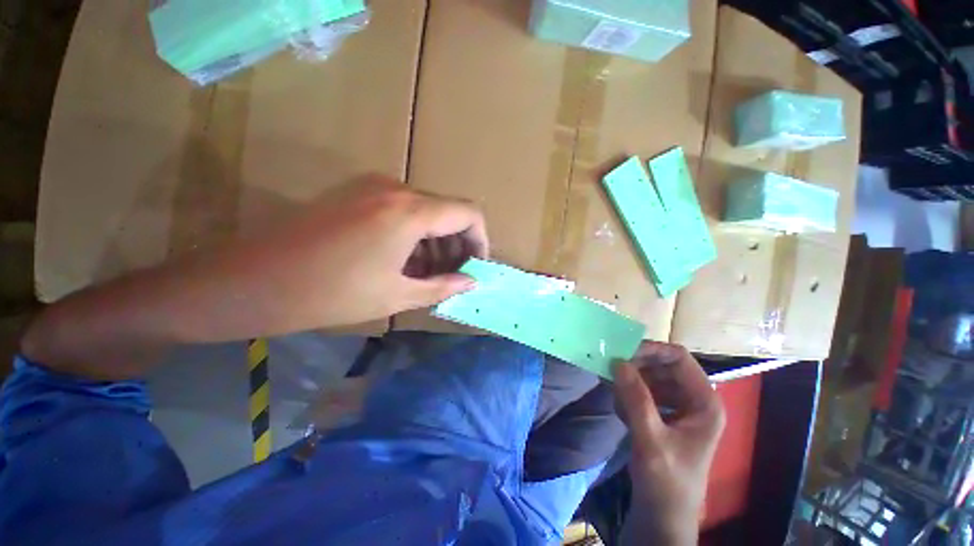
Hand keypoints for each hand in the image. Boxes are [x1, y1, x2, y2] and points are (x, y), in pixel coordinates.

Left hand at [219, 175, 489, 331]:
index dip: (480, 240)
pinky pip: (402, 209)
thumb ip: (443, 286)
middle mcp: (395, 189)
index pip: (469, 213)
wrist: (254, 280)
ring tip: (430, 274)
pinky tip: (406, 260)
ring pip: (426, 210)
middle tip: (453, 275)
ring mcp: (373, 187)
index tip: (475, 266)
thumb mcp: (397, 295)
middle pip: (448, 211)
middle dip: (457, 244)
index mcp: (410, 212)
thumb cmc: (331, 293)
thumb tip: (471, 282)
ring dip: (436, 241)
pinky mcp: (356, 193)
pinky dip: (415, 234)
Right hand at [613, 342, 725, 545]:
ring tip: (618, 401)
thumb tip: (618, 362)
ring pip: (650, 377)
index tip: (622, 353)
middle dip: (636, 367)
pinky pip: (643, 391)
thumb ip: (636, 399)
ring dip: (630, 383)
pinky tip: (622, 414)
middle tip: (612, 373)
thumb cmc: (665, 482)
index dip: (651, 350)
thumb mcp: (650, 439)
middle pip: (662, 365)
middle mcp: (693, 399)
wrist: (662, 515)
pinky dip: (629, 396)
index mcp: (704, 402)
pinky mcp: (663, 414)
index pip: (678, 358)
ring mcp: (678, 407)